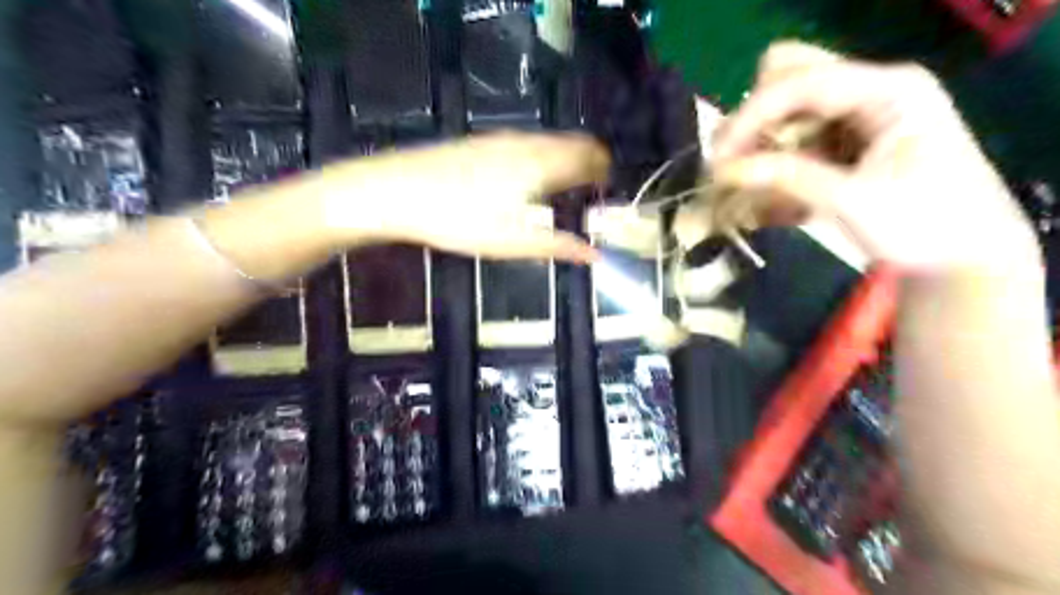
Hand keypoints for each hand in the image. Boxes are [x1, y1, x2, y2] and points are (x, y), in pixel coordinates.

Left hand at [327, 136, 609, 264]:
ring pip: (549, 141)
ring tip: (565, 185)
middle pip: (572, 143)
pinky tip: (527, 177)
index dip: (604, 171)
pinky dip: (542, 155)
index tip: (608, 189)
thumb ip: (558, 245)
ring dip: (565, 157)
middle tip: (592, 188)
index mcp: (540, 164)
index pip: (589, 156)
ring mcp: (501, 138)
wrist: (394, 190)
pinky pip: (527, 142)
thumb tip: (596, 255)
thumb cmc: (457, 220)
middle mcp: (526, 143)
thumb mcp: (512, 242)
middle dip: (590, 162)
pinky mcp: (481, 142)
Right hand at [708, 41, 1040, 272]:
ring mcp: (858, 116)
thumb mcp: (850, 201)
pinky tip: (770, 204)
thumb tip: (721, 170)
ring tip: (743, 190)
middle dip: (754, 120)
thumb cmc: (922, 227)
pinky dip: (775, 169)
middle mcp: (870, 91)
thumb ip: (785, 177)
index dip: (750, 118)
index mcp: (888, 90)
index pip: (800, 84)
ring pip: (787, 111)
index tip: (716, 160)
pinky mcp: (847, 143)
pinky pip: (795, 143)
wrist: (965, 260)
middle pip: (791, 77)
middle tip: (729, 163)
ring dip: (759, 147)